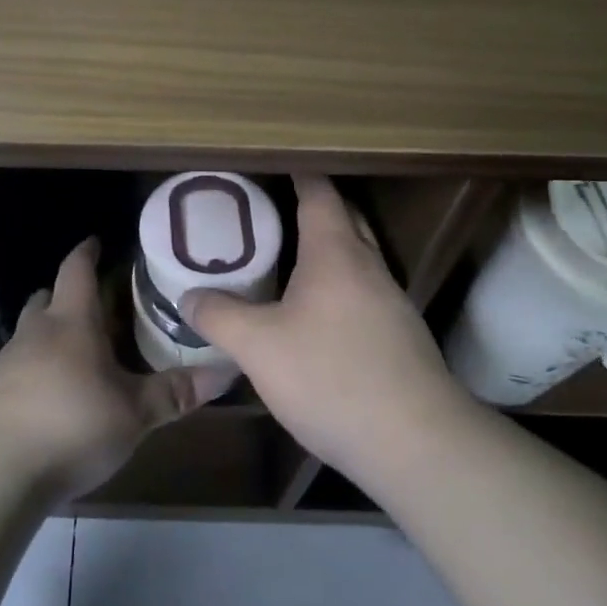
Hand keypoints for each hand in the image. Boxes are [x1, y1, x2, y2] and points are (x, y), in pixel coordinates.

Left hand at [0, 238, 238, 501]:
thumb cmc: (72, 426)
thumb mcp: (134, 413)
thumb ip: (176, 392)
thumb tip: (228, 370)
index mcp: (71, 323)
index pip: (77, 270)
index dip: (87, 252)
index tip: (97, 241)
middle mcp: (34, 333)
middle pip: (46, 298)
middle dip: (67, 294)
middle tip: (95, 304)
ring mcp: (5, 363)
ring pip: (29, 333)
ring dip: (50, 334)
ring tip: (77, 354)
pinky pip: (15, 367)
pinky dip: (34, 369)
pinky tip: (49, 396)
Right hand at [183, 175, 465, 479]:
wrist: (417, 444)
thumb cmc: (332, 377)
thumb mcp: (258, 347)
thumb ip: (219, 316)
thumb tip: (189, 295)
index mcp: (336, 253)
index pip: (319, 193)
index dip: (298, 172)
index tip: (274, 162)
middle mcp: (369, 267)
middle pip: (344, 219)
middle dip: (313, 206)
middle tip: (271, 208)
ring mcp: (391, 303)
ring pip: (356, 258)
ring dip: (326, 250)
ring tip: (286, 258)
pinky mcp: (400, 338)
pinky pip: (362, 293)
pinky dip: (337, 286)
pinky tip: (314, 315)